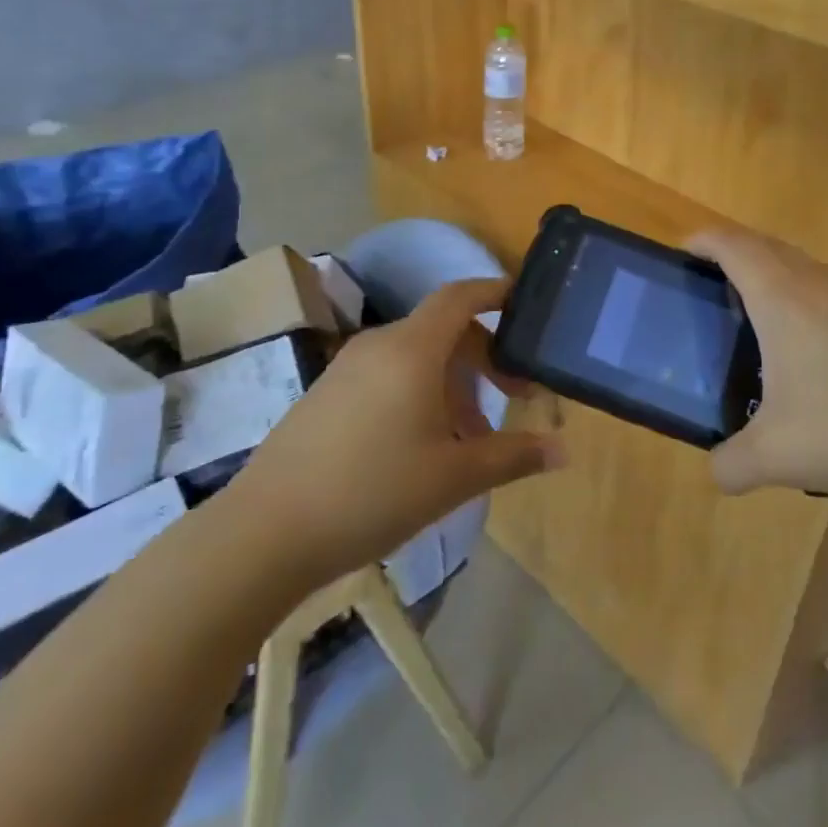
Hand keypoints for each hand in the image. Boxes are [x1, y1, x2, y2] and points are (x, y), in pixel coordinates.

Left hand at [232, 279, 562, 587]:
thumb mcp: (454, 478)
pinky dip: (418, 393)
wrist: (264, 533)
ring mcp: (346, 368)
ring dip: (452, 383)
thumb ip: (513, 456)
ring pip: (416, 356)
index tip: (524, 305)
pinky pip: (387, 375)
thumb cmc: (372, 493)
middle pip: (444, 329)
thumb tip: (563, 452)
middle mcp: (379, 345)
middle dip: (484, 358)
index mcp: (412, 349)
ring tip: (469, 438)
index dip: (495, 292)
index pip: (460, 296)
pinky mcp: (326, 393)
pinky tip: (421, 446)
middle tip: (512, 398)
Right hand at [688, 227, 827, 498]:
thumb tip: (718, 471)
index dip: (703, 241)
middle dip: (733, 255)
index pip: (732, 245)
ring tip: (759, 323)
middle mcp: (818, 283)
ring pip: (804, 268)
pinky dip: (808, 302)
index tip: (682, 254)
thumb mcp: (777, 456)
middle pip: (766, 246)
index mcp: (782, 298)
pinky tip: (816, 357)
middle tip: (711, 290)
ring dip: (774, 277)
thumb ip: (731, 464)